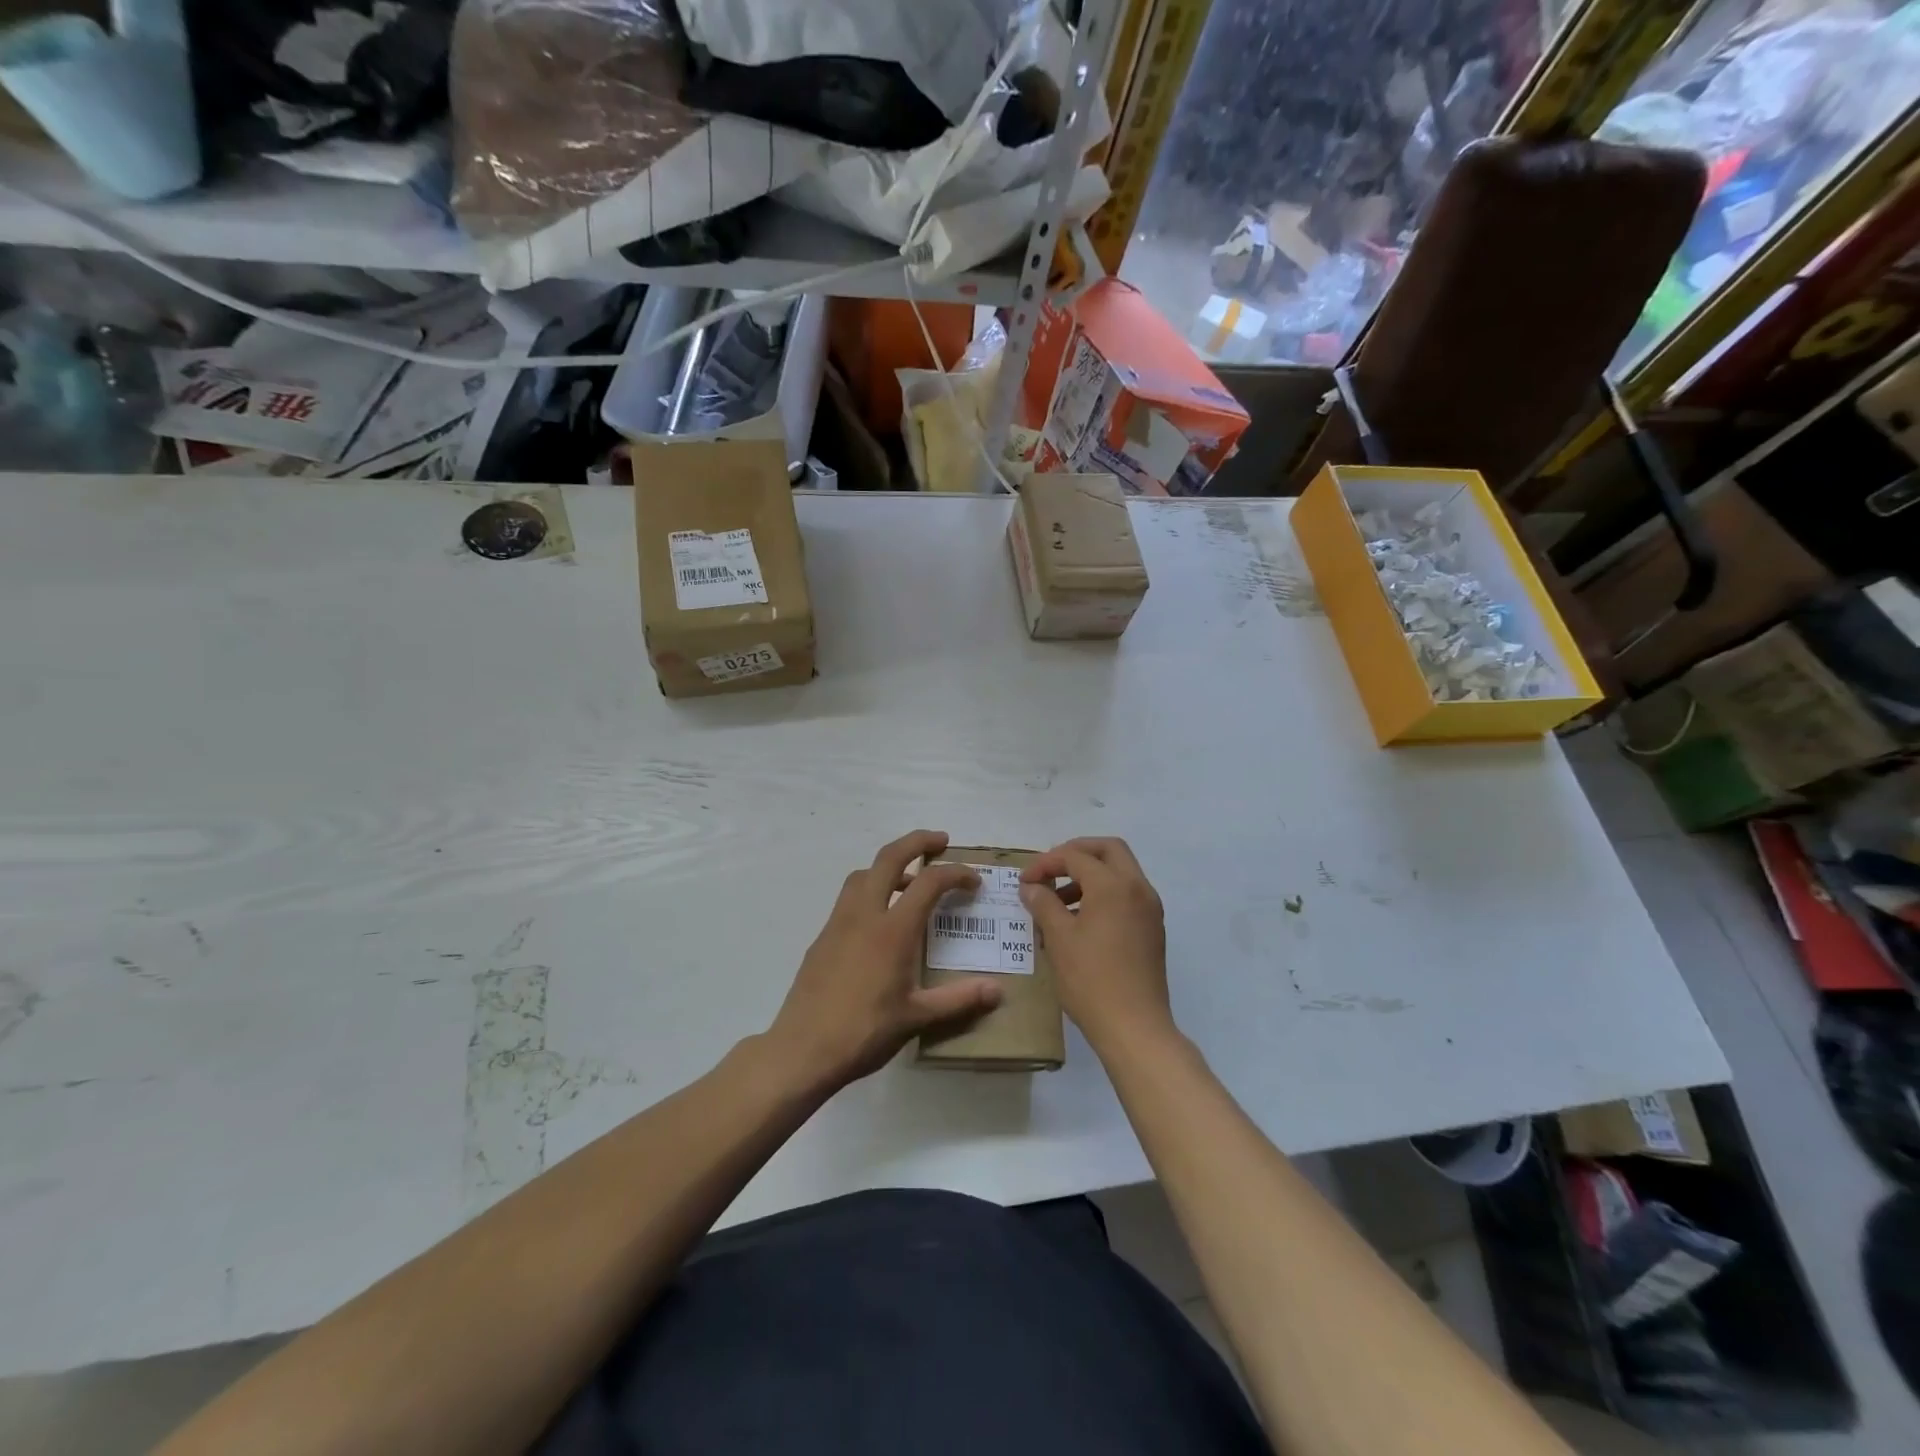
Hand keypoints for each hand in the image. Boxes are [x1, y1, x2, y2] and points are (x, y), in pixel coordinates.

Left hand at [766, 831, 1004, 1091]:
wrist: (802, 1049)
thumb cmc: (864, 1032)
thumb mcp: (917, 1017)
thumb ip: (959, 999)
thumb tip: (997, 991)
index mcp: (892, 930)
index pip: (929, 882)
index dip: (956, 874)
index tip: (974, 882)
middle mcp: (864, 914)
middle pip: (890, 857)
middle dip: (917, 841)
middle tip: (941, 842)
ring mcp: (838, 923)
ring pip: (864, 873)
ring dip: (890, 865)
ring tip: (910, 881)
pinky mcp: (822, 937)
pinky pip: (849, 898)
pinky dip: (870, 890)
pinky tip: (879, 921)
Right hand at [1020, 837, 1174, 1053]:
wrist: (1134, 1027)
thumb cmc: (1091, 980)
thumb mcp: (1059, 938)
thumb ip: (1043, 904)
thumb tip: (1031, 887)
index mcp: (1114, 886)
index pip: (1076, 857)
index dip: (1046, 863)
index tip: (1025, 882)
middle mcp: (1138, 888)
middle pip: (1109, 850)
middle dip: (1076, 853)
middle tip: (1050, 870)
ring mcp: (1150, 909)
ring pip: (1121, 872)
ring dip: (1090, 875)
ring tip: (1059, 902)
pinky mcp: (1152, 929)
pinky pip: (1127, 895)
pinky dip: (1104, 894)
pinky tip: (1080, 921)